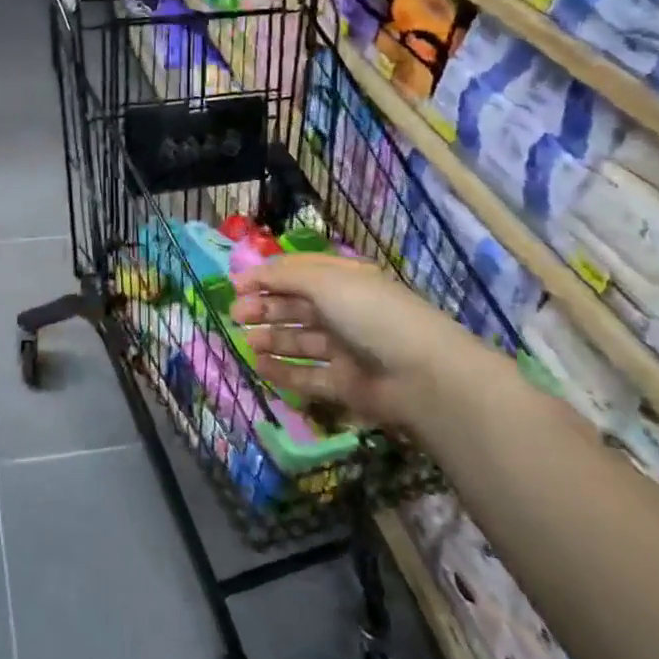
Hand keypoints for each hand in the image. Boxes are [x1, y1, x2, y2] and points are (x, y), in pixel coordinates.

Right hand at [231, 255, 463, 429]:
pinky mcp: (346, 385)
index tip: (235, 286)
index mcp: (343, 280)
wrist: (422, 374)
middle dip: (264, 307)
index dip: (266, 277)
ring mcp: (346, 349)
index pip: (298, 273)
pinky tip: (260, 365)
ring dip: (271, 337)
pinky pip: (308, 375)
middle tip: (236, 315)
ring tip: (246, 340)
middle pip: (295, 306)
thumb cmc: (371, 313)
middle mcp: (344, 311)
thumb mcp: (325, 281)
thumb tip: (246, 277)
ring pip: (299, 340)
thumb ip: (283, 276)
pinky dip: (283, 370)